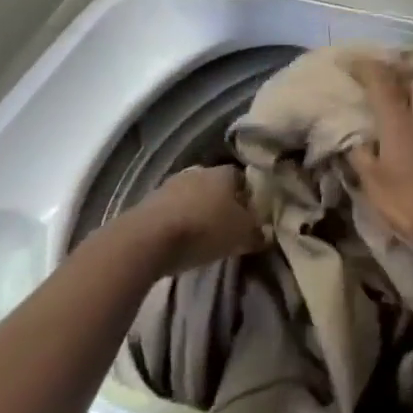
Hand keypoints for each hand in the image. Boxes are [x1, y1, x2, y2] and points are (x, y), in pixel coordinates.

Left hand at [125, 165, 265, 268]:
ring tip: (200, 237)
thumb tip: (266, 234)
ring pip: (191, 197)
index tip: (250, 217)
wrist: (146, 240)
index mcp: (226, 172)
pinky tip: (177, 241)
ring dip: (196, 212)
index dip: (249, 198)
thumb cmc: (203, 230)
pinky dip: (176, 222)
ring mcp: (170, 184)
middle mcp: (200, 171)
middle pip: (216, 186)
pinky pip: (170, 211)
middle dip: (221, 204)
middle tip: (226, 227)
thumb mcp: (241, 236)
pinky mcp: (147, 203)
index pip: (244, 179)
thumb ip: (257, 233)